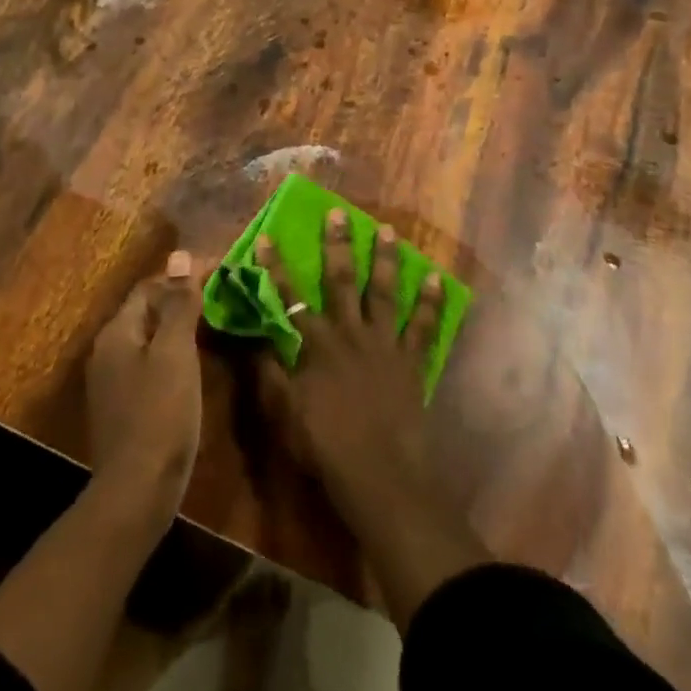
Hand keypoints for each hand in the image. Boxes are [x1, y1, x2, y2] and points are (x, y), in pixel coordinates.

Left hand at [86, 250, 202, 519]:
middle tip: (222, 295)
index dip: (184, 275)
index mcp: (118, 332)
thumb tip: (180, 254)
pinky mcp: (122, 405)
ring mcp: (112, 380)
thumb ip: (178, 304)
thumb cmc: (160, 415)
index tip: (221, 270)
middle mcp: (108, 350)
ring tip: (216, 323)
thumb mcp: (176, 353)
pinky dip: (173, 353)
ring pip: (149, 337)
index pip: (150, 286)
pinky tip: (195, 363)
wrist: (136, 491)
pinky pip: (149, 363)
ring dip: (179, 326)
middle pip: (147, 310)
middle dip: (182, 299)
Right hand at [259, 211, 486, 632]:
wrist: (382, 477)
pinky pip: (424, 326)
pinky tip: (437, 279)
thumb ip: (268, 372)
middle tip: (339, 213)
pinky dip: (431, 302)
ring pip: (383, 293)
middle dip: (337, 244)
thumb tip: (254, 336)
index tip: (266, 235)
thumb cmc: (326, 448)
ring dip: (385, 260)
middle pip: (341, 280)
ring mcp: (385, 345)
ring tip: (389, 232)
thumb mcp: (284, 413)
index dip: (275, 266)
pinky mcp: (411, 362)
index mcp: (317, 345)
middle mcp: (350, 334)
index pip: (290, 296)